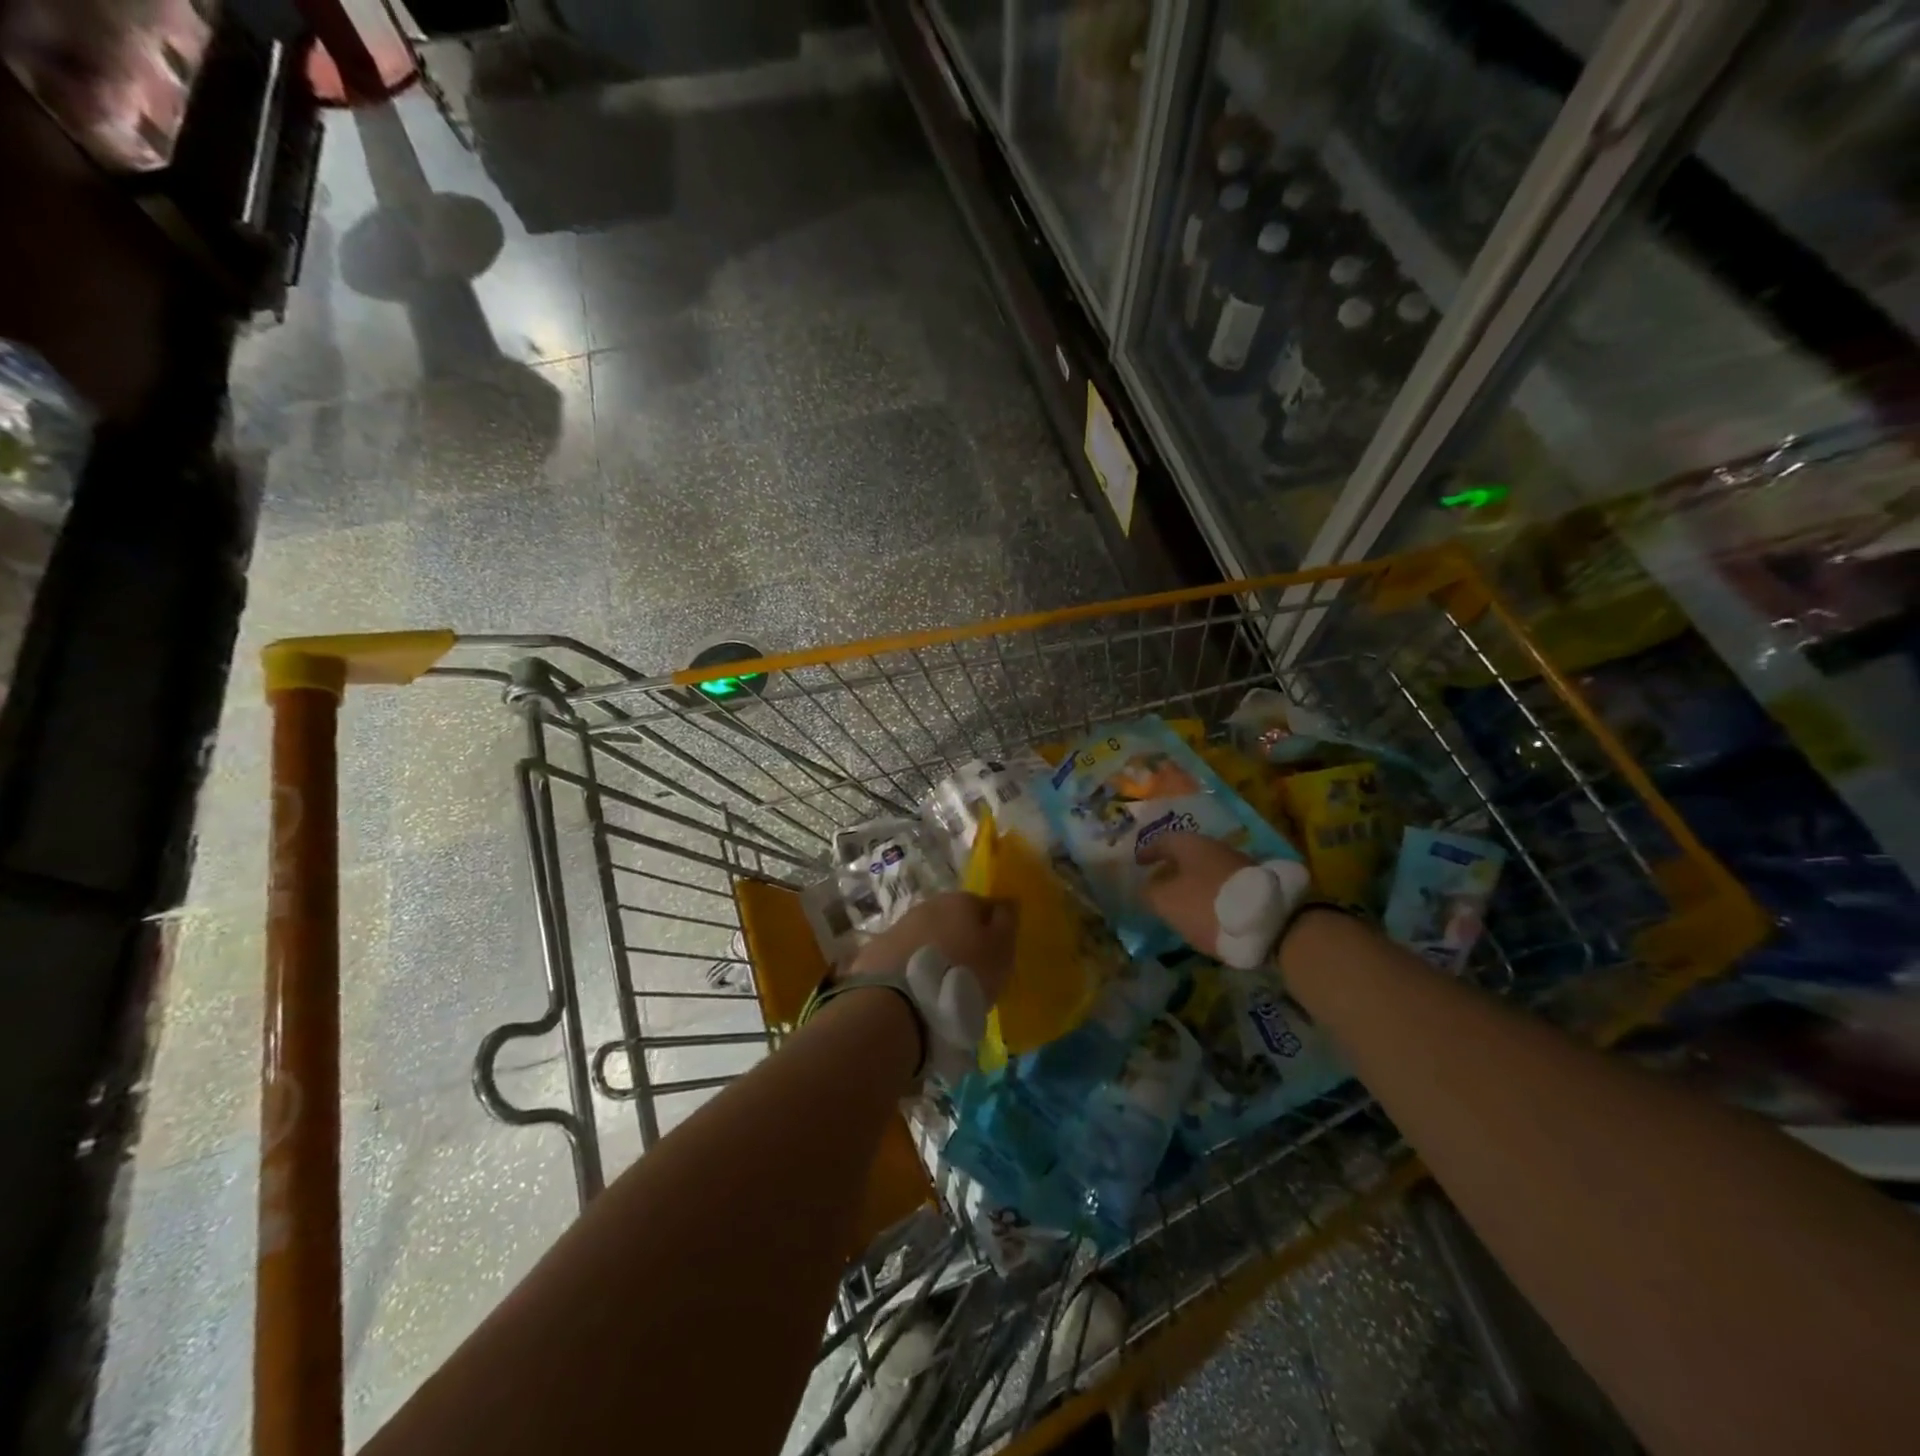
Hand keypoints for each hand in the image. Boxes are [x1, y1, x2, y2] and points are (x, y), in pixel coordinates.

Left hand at [847, 893, 1018, 1004]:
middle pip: (952, 920)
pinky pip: (902, 957)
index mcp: (960, 901)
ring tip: (939, 987)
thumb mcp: (1000, 951)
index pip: (984, 907)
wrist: (899, 1003)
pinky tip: (914, 992)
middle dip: (960, 941)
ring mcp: (899, 926)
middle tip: (968, 974)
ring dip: (934, 954)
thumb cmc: (962, 974)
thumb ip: (1006, 923)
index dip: (991, 931)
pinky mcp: (876, 951)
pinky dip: (909, 969)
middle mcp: (928, 905)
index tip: (994, 957)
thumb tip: (1007, 902)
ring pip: (925, 937)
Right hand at [1138, 832, 1256, 960]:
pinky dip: (1209, 892)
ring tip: (1181, 900)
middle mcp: (1215, 846)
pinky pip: (1222, 883)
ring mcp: (1238, 864)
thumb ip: (1150, 892)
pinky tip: (1206, 909)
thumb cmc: (1206, 905)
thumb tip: (1146, 887)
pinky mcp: (1254, 884)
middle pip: (1186, 854)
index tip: (1137, 864)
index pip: (1163, 841)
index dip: (1148, 852)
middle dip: (1171, 867)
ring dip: (1191, 881)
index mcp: (1191, 844)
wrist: (1268, 923)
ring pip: (1205, 869)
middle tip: (1158, 882)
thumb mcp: (1166, 901)